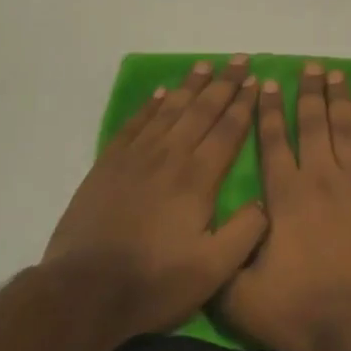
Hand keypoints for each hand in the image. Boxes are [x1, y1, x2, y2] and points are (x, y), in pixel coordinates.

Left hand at [44, 58, 267, 344]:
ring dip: (190, 86)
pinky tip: (161, 94)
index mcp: (198, 178)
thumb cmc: (155, 282)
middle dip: (224, 83)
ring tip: (206, 65)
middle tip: (240, 59)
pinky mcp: (108, 165)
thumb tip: (265, 202)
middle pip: (202, 110)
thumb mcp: (214, 269)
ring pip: (169, 110)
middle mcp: (169, 156)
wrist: (85, 291)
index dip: (244, 104)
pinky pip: (134, 124)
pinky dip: (150, 106)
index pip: (228, 130)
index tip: (256, 80)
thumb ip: (246, 232)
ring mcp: (135, 158)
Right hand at [218, 63, 350, 350]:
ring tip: (335, 75)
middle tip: (308, 66)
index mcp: (285, 197)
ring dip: (340, 98)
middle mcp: (321, 178)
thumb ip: (226, 262)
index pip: (273, 142)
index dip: (269, 111)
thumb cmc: (306, 311)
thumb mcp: (244, 299)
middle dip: (308, 92)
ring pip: (347, 128)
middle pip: (313, 124)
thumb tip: (213, 236)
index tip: (268, 84)